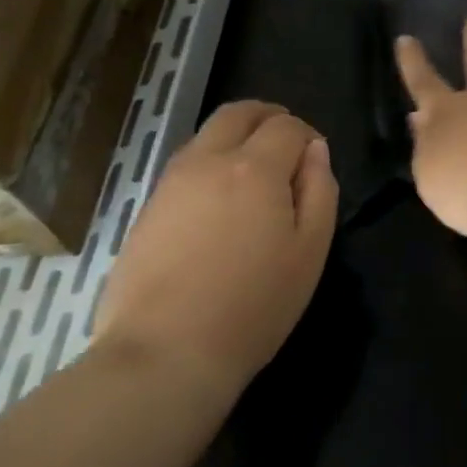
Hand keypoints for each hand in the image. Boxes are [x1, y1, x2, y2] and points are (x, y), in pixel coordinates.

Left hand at [93, 101, 337, 391]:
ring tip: (253, 173)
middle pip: (238, 113)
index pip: (286, 125)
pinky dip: (210, 162)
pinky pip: (185, 164)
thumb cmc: (253, 307)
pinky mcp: (147, 207)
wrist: (164, 353)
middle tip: (285, 142)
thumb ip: (319, 191)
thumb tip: (315, 151)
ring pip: (206, 135)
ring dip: (235, 137)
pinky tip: (219, 201)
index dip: (306, 134)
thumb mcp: (310, 252)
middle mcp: (209, 160)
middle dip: (267, 116)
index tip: (314, 159)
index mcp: (255, 168)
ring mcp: (171, 182)